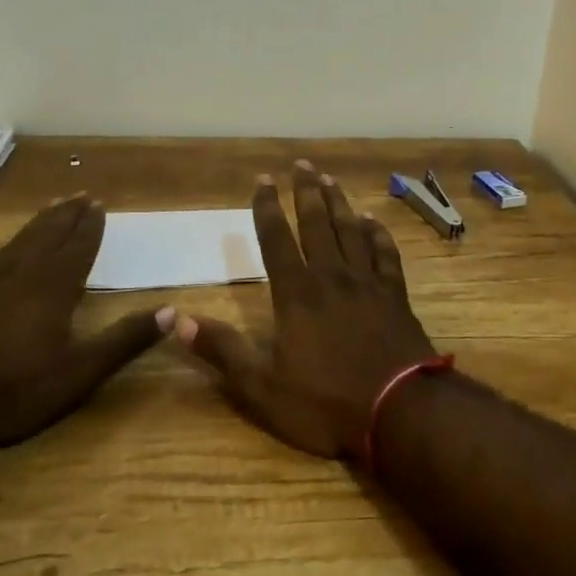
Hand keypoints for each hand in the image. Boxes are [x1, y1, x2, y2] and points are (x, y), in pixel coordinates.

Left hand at [0, 195, 166, 456]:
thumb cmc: (9, 392)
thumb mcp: (78, 374)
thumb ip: (123, 341)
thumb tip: (172, 311)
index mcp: (52, 289)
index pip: (77, 249)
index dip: (90, 227)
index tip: (99, 204)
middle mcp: (19, 278)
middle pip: (47, 237)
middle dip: (66, 216)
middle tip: (79, 194)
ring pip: (18, 245)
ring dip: (38, 225)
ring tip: (49, 208)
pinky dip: (8, 248)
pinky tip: (4, 255)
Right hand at [176, 162, 436, 458]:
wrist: (400, 411)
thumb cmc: (326, 402)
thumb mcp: (262, 386)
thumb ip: (222, 349)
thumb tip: (175, 319)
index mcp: (297, 293)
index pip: (276, 238)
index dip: (267, 207)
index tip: (263, 179)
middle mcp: (331, 277)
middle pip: (316, 224)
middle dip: (306, 191)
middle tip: (302, 163)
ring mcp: (367, 283)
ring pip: (350, 231)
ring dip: (338, 203)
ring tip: (330, 179)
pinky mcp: (396, 295)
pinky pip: (385, 254)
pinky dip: (377, 234)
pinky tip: (372, 221)